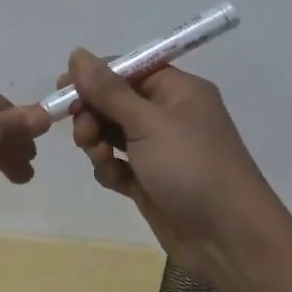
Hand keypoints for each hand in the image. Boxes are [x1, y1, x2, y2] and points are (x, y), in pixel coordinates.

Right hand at [61, 50, 282, 289]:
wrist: (227, 238)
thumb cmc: (191, 167)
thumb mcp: (147, 123)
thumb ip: (108, 90)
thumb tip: (77, 53)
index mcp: (178, 91)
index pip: (129, 68)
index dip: (95, 75)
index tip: (63, 87)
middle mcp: (169, 115)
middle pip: (116, 101)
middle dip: (93, 113)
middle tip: (83, 132)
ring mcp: (160, 150)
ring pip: (113, 134)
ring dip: (98, 142)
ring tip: (99, 157)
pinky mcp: (151, 181)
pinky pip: (119, 164)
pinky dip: (110, 169)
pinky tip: (114, 179)